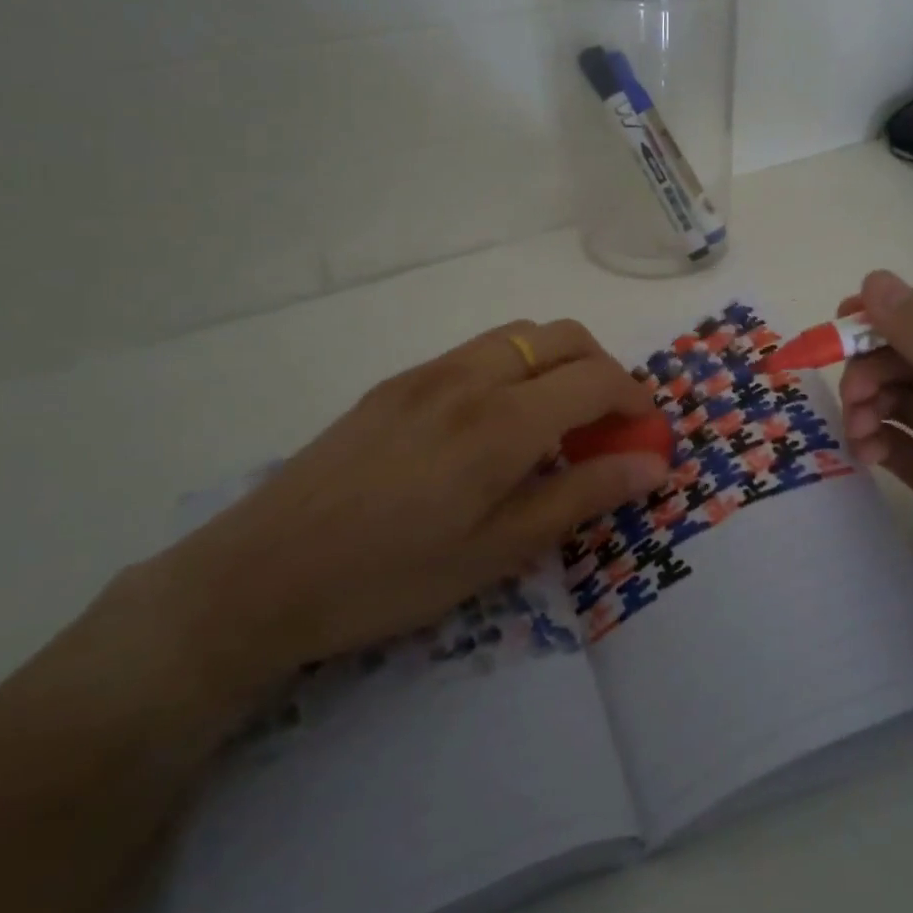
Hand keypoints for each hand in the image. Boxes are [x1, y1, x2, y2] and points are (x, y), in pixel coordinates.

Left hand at [160, 319, 665, 703]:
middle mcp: (469, 377)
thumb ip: (580, 497)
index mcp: (501, 421)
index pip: (596, 379)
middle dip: (602, 369)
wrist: (261, 575)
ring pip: (517, 336)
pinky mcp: (395, 384)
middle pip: (561, 336)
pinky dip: (512, 369)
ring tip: (554, 422)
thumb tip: (651, 464)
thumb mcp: (497, 552)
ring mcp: (427, 374)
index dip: (635, 401)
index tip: (646, 436)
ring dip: (556, 363)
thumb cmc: (390, 577)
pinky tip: (493, 426)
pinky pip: (475, 353)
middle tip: (606, 426)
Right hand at [836, 270, 912, 664]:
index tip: (847, 321)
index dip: (902, 315)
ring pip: (905, 402)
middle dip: (881, 368)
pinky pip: (902, 446)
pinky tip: (865, 454)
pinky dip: (879, 442)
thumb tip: (875, 279)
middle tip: (852, 391)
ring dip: (874, 405)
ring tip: (858, 429)